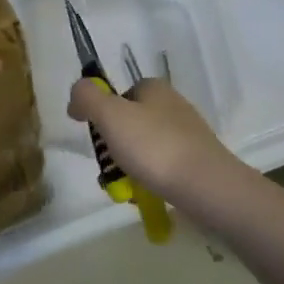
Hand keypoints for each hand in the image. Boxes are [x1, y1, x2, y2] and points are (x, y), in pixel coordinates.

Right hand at [67, 76, 240, 200]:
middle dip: (114, 148)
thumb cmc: (155, 146)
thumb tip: (76, 95)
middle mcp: (173, 106)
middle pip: (130, 124)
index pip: (120, 94)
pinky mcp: (196, 162)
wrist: (207, 187)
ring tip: (125, 190)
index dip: (103, 114)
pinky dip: (149, 180)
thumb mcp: (110, 115)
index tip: (97, 138)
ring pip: (144, 149)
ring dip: (128, 168)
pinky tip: (145, 195)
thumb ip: (87, 97)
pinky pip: (162, 168)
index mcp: (154, 88)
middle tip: (109, 170)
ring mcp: (187, 135)